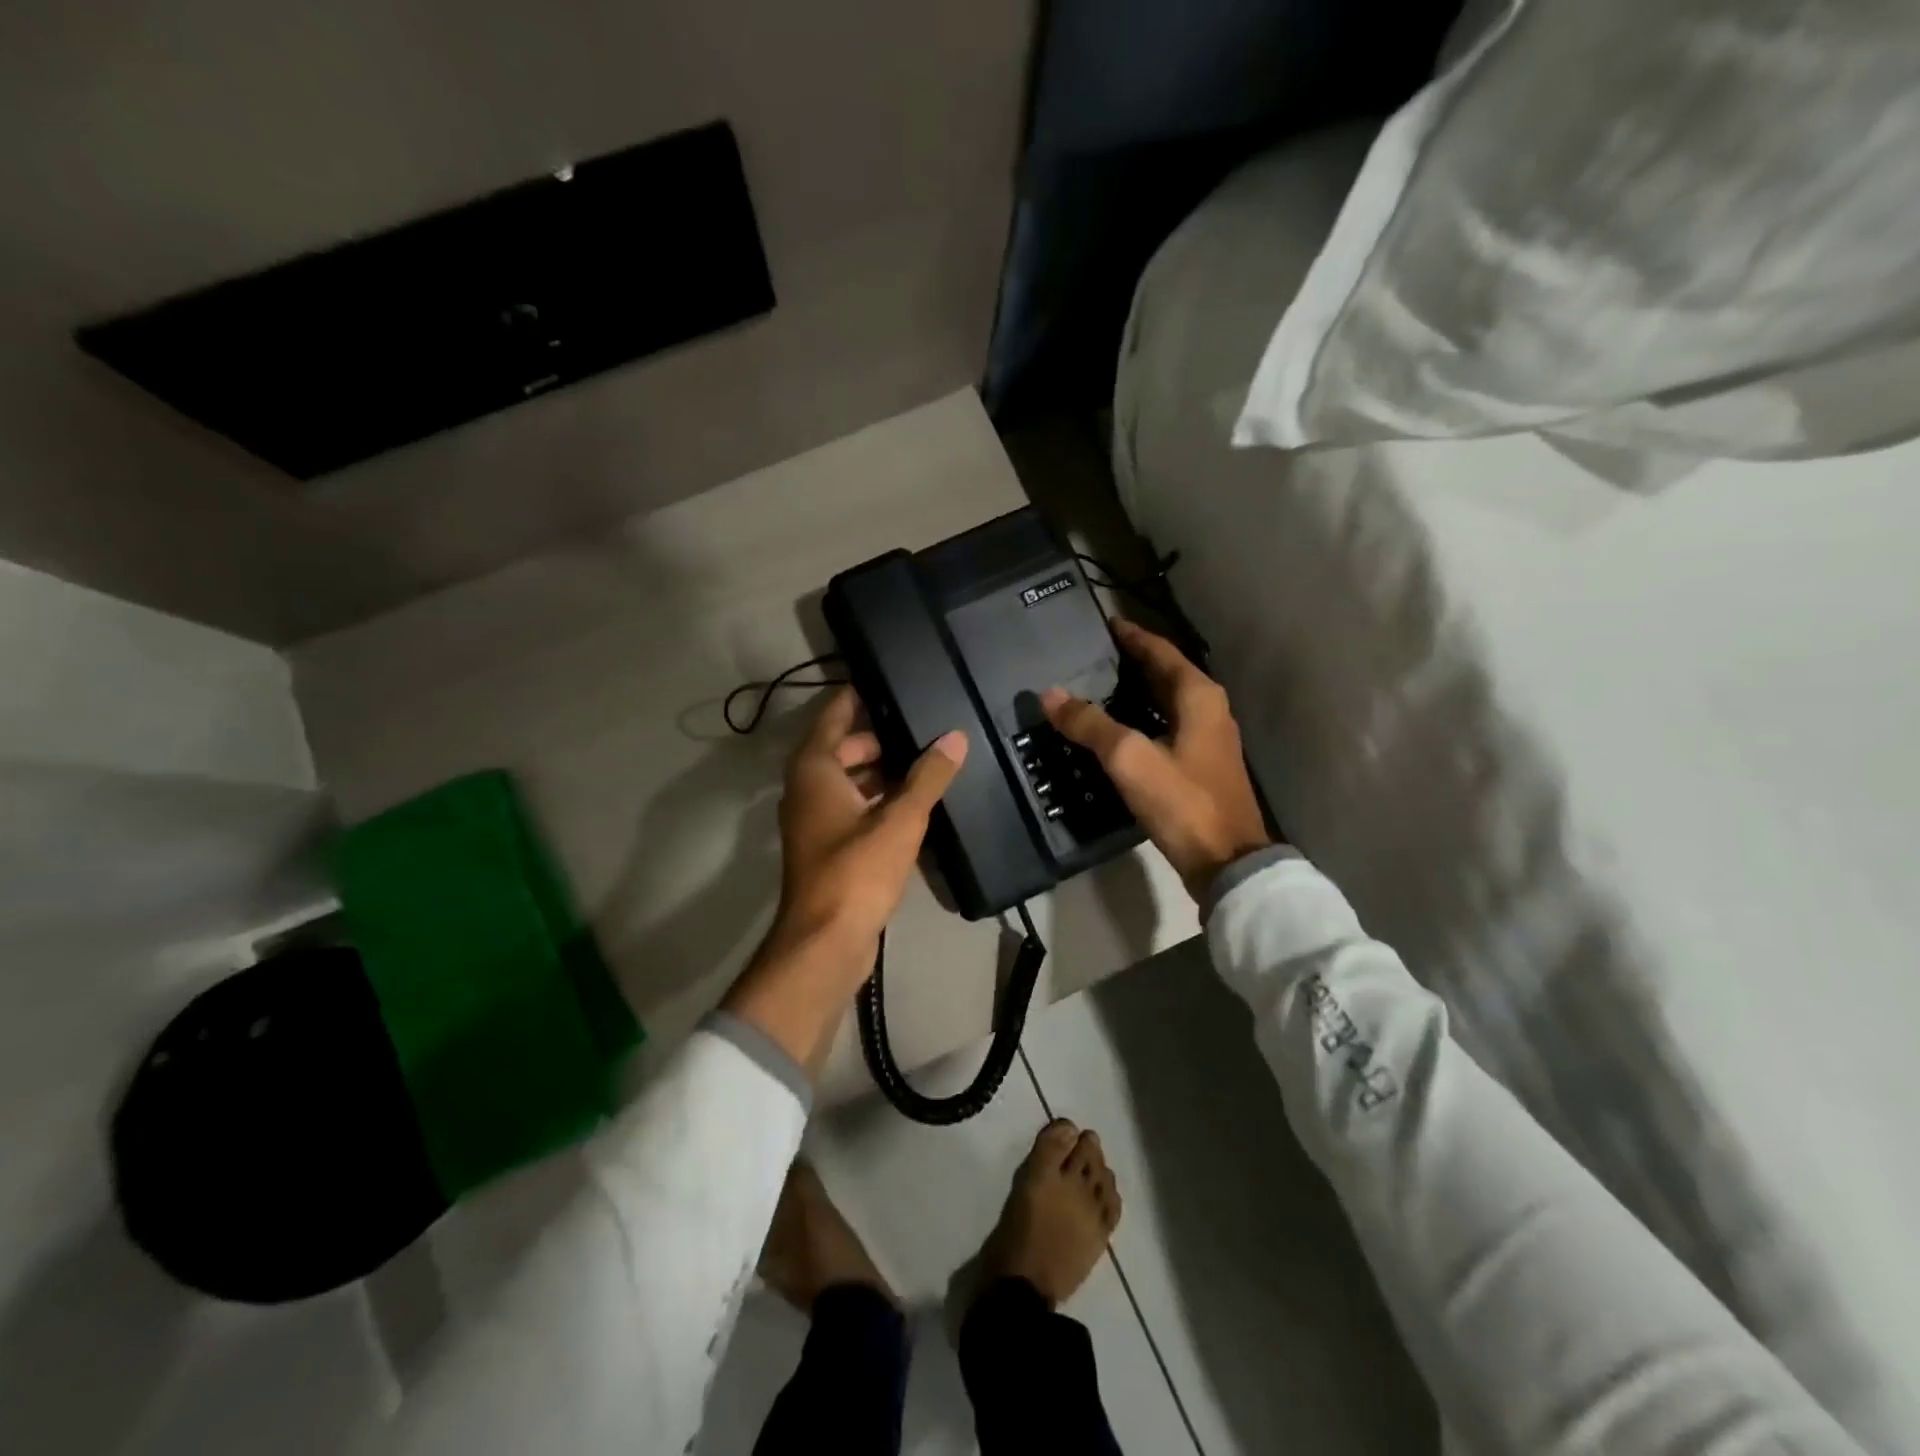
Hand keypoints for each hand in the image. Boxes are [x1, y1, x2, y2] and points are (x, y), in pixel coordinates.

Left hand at [724, 687, 967, 1072]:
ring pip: (849, 781)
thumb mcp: (900, 820)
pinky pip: (854, 808)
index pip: (834, 716)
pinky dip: (878, 800)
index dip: (857, 696)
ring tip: (927, 760)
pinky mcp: (828, 847)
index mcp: (815, 770)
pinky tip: (914, 802)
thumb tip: (955, 737)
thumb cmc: (857, 871)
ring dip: (882, 771)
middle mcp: (808, 789)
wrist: (826, 942)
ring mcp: (815, 820)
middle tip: (923, 725)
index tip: (886, 679)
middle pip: (843, 749)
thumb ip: (928, 777)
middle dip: (880, 738)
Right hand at [1042, 621, 1271, 901]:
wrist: (1226, 861)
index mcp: (1198, 696)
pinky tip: (1116, 731)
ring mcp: (1207, 739)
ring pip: (1166, 702)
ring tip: (1095, 688)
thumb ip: (1090, 724)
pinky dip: (1141, 720)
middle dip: (1130, 662)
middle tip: (1090, 656)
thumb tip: (1050, 695)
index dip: (1131, 636)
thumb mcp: (1129, 758)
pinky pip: (1166, 727)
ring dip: (1135, 692)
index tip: (1103, 624)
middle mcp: (1208, 709)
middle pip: (1165, 674)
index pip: (1159, 651)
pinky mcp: (1200, 766)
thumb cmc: (1181, 801)